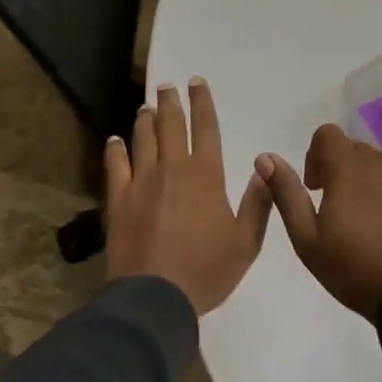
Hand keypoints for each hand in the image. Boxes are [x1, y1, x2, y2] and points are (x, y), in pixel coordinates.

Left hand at [104, 78, 273, 314]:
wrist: (154, 299)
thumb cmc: (205, 271)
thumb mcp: (246, 243)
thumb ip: (258, 202)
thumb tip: (266, 163)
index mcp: (206, 175)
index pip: (205, 127)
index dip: (202, 102)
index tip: (197, 82)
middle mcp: (173, 168)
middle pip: (171, 125)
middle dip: (171, 102)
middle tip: (167, 86)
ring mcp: (142, 181)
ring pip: (143, 139)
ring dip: (146, 119)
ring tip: (147, 106)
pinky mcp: (118, 199)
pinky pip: (116, 165)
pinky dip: (115, 149)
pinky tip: (115, 140)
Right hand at [259, 123, 381, 320]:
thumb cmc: (354, 269)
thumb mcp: (307, 238)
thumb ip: (286, 193)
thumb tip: (265, 158)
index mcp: (348, 167)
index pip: (327, 134)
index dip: (316, 155)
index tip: (317, 188)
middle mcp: (380, 161)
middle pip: (354, 150)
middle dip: (341, 171)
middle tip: (339, 211)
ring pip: (381, 166)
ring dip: (369, 183)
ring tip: (369, 224)